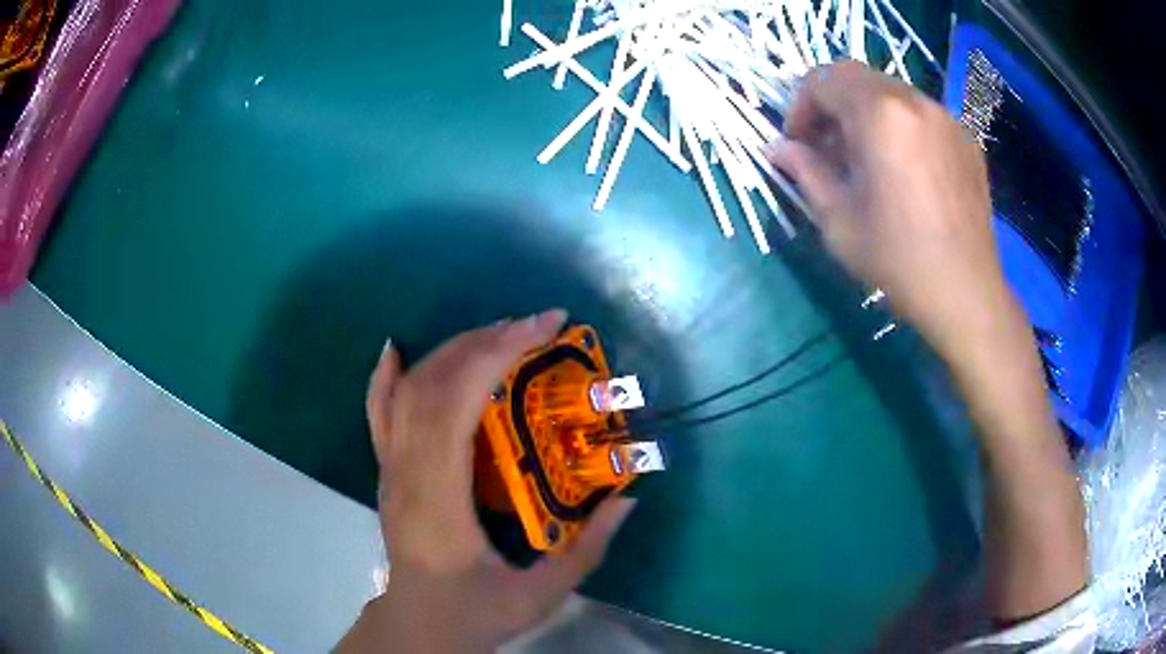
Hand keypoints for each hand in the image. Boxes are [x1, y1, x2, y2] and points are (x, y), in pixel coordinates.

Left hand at [339, 310, 636, 652]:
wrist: (418, 626)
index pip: (456, 405)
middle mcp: (405, 474)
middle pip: (433, 385)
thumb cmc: (474, 613)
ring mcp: (388, 470)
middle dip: (486, 341)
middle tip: (537, 324)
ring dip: (453, 350)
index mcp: (438, 500)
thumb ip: (587, 550)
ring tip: (500, 332)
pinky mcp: (385, 472)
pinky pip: (377, 414)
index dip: (497, 355)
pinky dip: (385, 377)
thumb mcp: (540, 595)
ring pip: (409, 391)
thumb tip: (628, 498)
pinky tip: (396, 350)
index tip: (543, 329)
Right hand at [766, 61, 1020, 354]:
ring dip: (866, 113)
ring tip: (867, 160)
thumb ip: (805, 172)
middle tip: (829, 149)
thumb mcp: (839, 221)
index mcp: (879, 115)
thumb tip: (777, 149)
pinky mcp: (965, 138)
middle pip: (856, 77)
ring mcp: (945, 117)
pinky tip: (904, 170)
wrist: (967, 294)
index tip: (799, 145)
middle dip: (831, 105)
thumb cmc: (899, 261)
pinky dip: (899, 126)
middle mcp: (914, 101)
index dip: (800, 106)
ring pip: (889, 91)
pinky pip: (920, 114)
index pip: (822, 79)